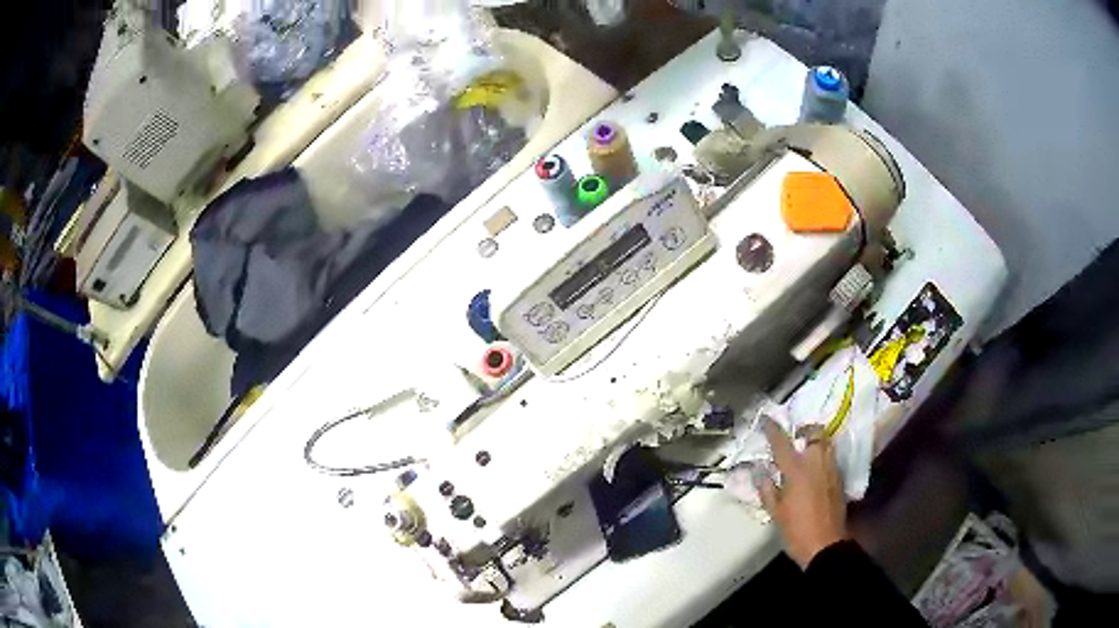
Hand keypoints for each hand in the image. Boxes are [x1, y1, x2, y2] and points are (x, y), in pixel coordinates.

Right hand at [757, 418, 848, 568]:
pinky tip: (815, 469)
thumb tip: (759, 471)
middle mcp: (816, 463)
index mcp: (796, 470)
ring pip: (826, 443)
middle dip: (805, 430)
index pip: (782, 443)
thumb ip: (767, 489)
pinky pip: (831, 457)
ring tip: (805, 451)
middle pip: (815, 433)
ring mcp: (831, 469)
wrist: (825, 545)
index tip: (767, 419)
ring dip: (816, 441)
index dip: (773, 429)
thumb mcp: (775, 512)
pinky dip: (822, 455)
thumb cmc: (795, 530)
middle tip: (795, 437)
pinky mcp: (839, 478)